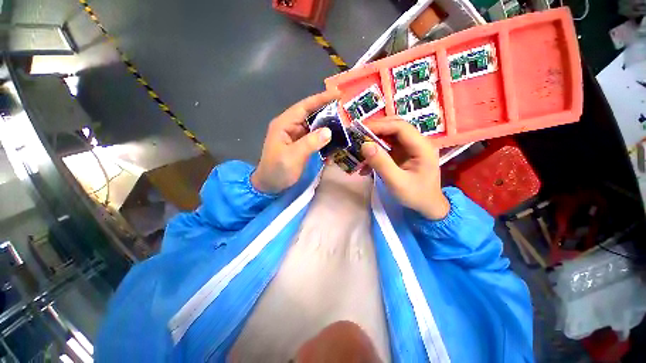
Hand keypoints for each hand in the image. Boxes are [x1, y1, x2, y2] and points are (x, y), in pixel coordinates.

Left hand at [251, 90, 338, 193]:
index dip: (321, 99)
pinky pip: (315, 140)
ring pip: (315, 128)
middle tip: (346, 112)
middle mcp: (291, 127)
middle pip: (311, 115)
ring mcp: (297, 137)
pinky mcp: (301, 146)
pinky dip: (324, 143)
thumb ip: (310, 143)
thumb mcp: (292, 157)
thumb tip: (329, 131)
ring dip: (328, 129)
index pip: (304, 106)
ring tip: (345, 129)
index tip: (338, 94)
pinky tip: (332, 149)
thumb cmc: (277, 171)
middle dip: (328, 113)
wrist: (270, 186)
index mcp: (285, 124)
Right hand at [361, 117, 448, 219]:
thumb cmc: (415, 195)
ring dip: (373, 141)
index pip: (400, 127)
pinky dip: (375, 152)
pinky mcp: (403, 153)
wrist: (427, 206)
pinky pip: (387, 147)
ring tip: (358, 150)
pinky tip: (366, 164)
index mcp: (421, 147)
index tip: (361, 131)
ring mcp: (410, 147)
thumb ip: (381, 163)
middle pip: (394, 127)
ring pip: (389, 136)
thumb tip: (365, 145)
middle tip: (357, 136)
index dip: (380, 126)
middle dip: (375, 130)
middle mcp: (417, 142)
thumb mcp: (396, 182)